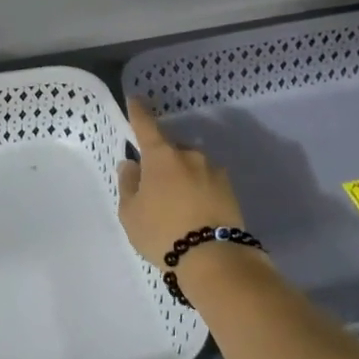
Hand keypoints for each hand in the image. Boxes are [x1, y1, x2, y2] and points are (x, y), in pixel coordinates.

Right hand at [117, 99, 245, 267]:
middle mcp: (189, 155)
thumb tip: (131, 164)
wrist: (213, 258)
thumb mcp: (131, 213)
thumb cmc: (162, 232)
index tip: (135, 100)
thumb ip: (128, 184)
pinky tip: (194, 212)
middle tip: (153, 188)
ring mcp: (213, 170)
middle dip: (161, 161)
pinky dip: (198, 190)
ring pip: (190, 166)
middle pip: (170, 150)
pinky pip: (206, 182)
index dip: (138, 112)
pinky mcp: (230, 189)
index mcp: (161, 155)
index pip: (146, 125)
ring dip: (181, 177)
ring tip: (176, 207)